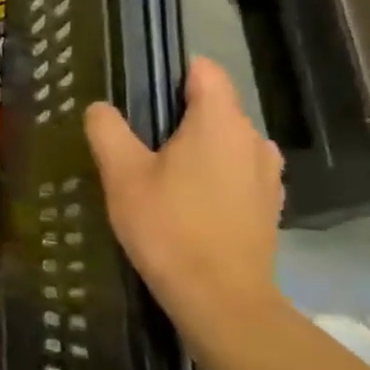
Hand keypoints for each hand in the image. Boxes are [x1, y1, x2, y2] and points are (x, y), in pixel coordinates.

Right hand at [83, 57, 283, 326]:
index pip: (204, 70)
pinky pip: (237, 172)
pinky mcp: (270, 205)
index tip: (140, 95)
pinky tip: (187, 204)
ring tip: (160, 175)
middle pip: (214, 107)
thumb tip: (100, 108)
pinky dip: (213, 176)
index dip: (171, 73)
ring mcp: (268, 174)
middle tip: (136, 143)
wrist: (220, 298)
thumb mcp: (122, 174)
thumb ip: (107, 130)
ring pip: (226, 142)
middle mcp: (254, 138)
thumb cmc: (167, 226)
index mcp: (220, 121)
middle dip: (178, 116)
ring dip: (196, 149)